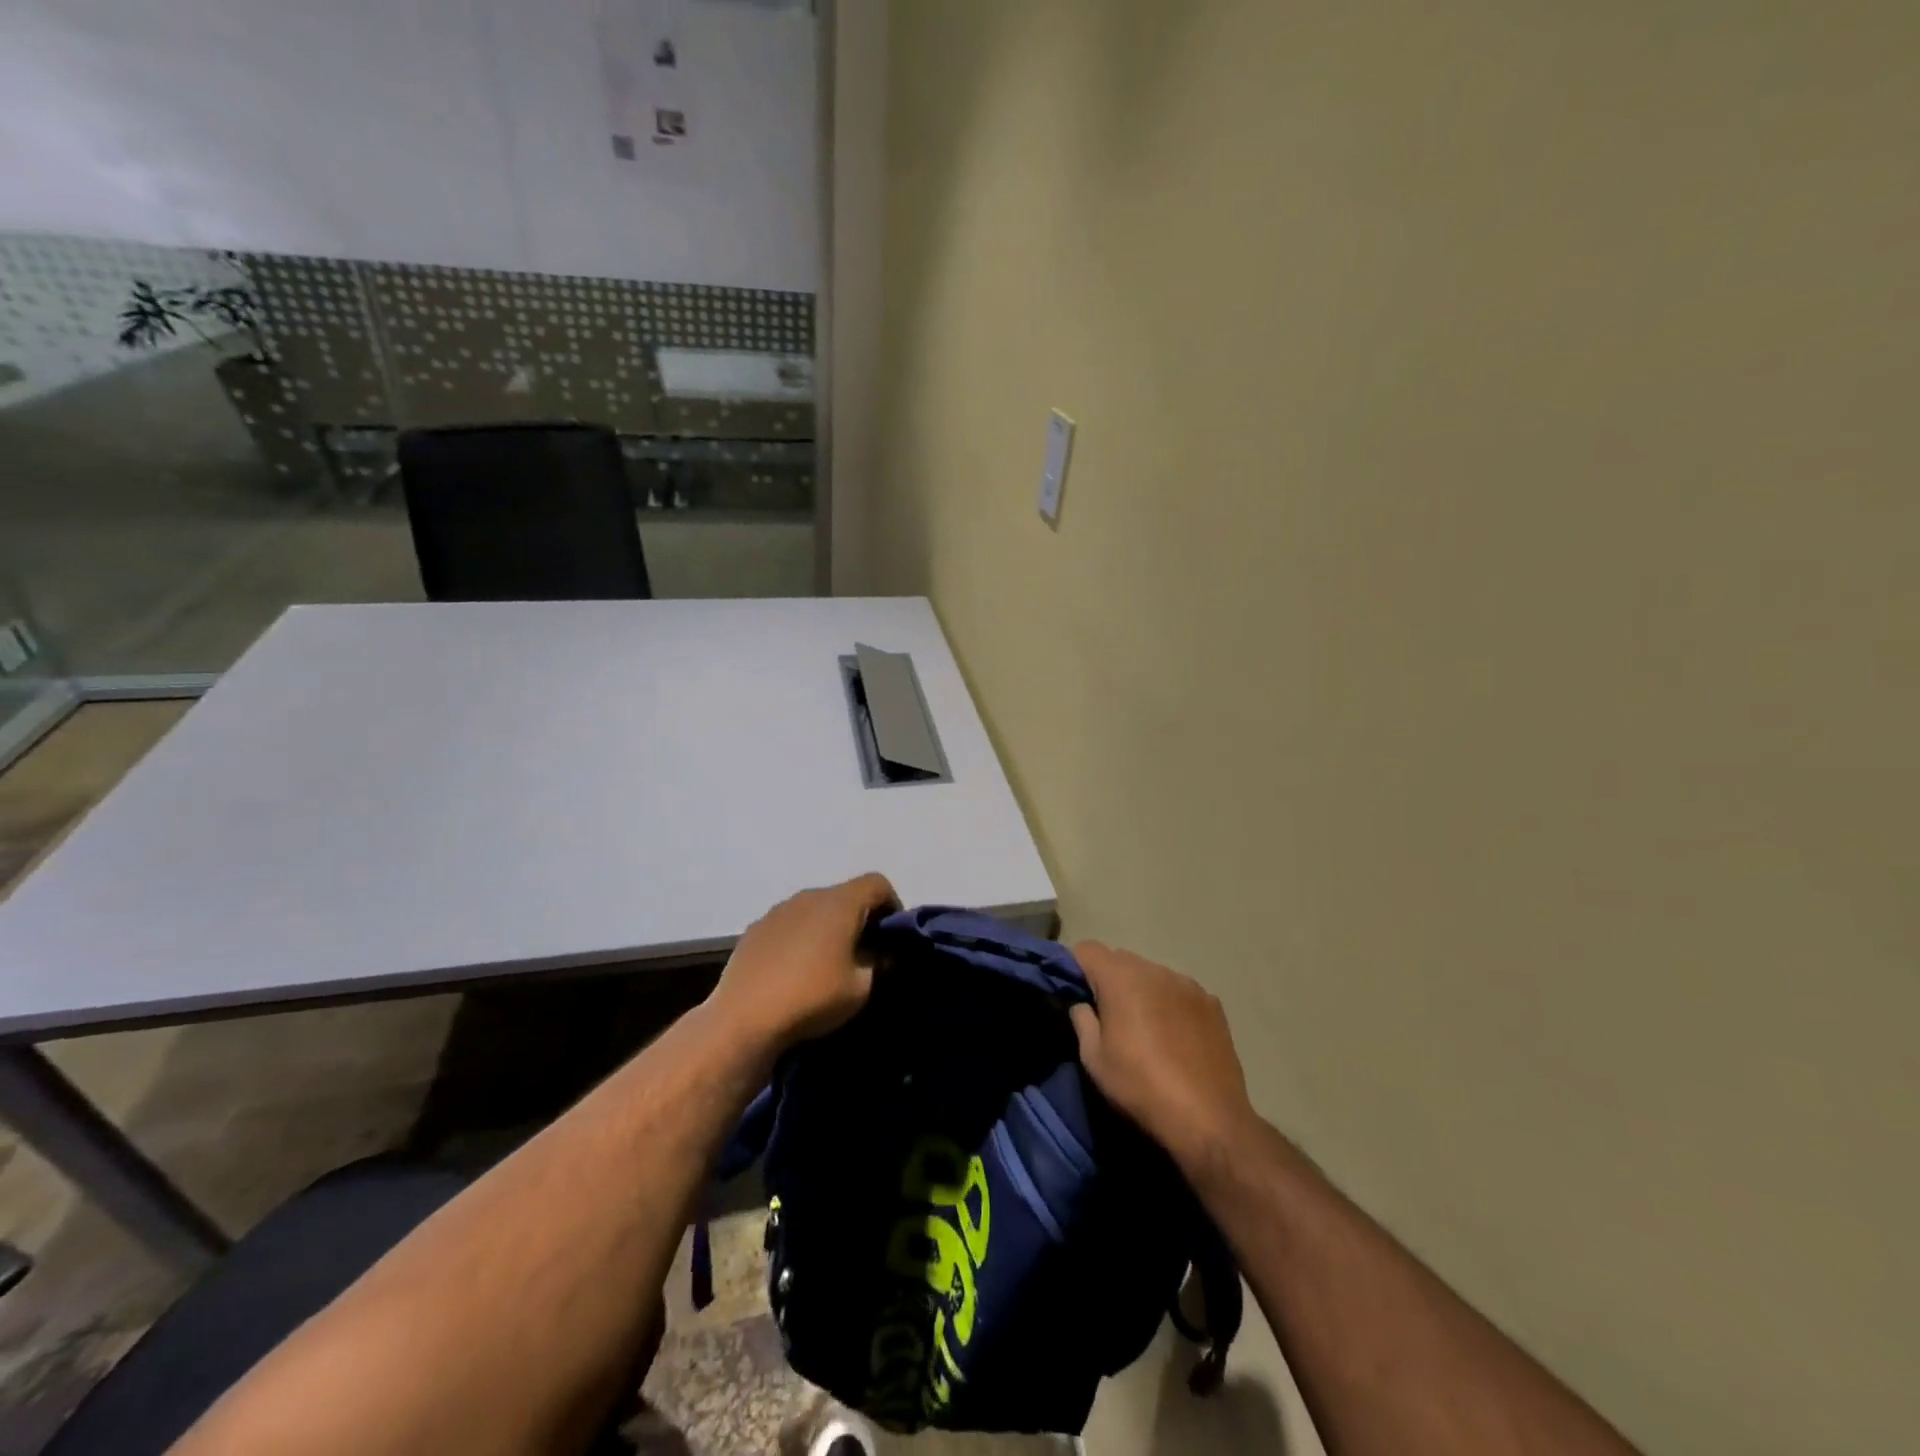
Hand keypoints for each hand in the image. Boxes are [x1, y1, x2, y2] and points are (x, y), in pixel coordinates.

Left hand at [707, 873, 899, 1052]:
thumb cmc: (813, 997)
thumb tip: (880, 953)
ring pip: (815, 909)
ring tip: (827, 963)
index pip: (877, 883)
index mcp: (840, 902)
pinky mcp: (755, 929)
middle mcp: (809, 896)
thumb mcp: (861, 988)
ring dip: (828, 927)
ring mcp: (778, 910)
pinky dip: (800, 938)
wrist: (744, 1019)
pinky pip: (790, 924)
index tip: (892, 937)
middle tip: (865, 953)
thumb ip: (878, 963)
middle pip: (845, 894)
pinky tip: (795, 970)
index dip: (892, 905)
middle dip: (860, 918)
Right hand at [1069, 942, 1258, 1180]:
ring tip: (1146, 1028)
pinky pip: (1180, 991)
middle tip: (1108, 1016)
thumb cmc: (1141, 1087)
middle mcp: (1155, 970)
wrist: (1208, 1119)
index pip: (1087, 949)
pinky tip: (1176, 1036)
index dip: (1075, 967)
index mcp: (1121, 978)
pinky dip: (1170, 1003)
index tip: (1075, 994)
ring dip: (1142, 990)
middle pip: (1121, 959)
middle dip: (1109, 979)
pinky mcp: (1212, 1003)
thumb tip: (1083, 1004)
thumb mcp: (1094, 1059)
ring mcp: (1188, 984)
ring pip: (1152, 974)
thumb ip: (1082, 1020)